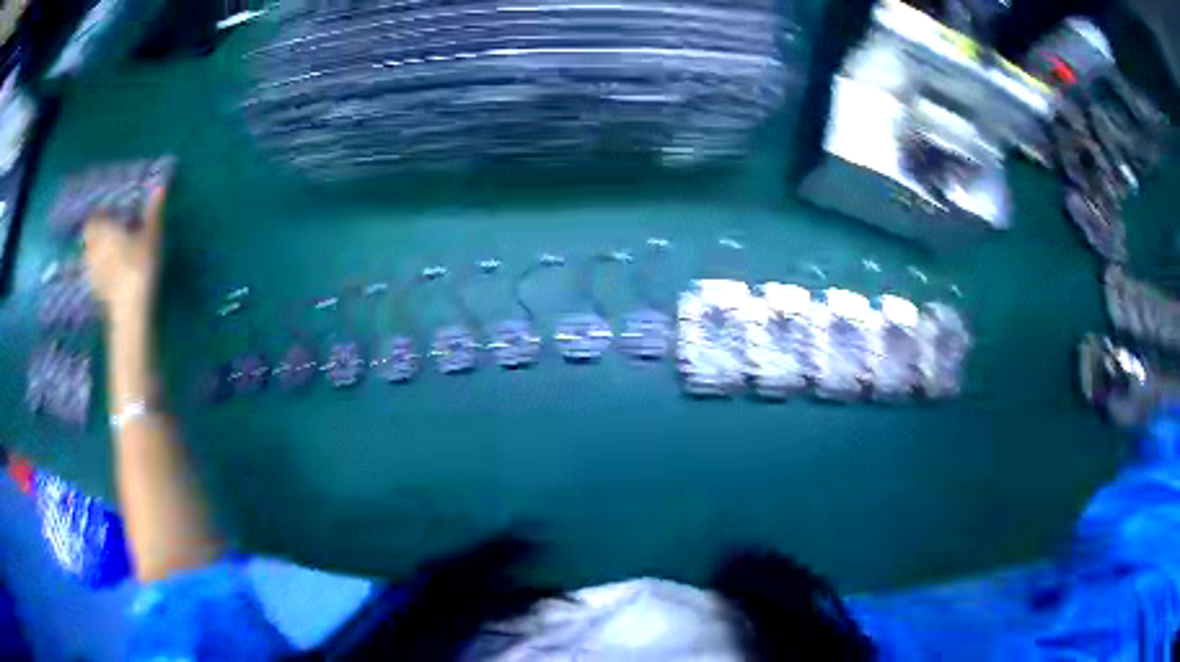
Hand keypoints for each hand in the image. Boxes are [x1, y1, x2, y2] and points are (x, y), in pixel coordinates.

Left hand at [83, 187, 165, 324]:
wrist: (131, 313)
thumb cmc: (139, 265)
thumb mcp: (151, 235)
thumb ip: (153, 212)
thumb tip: (160, 186)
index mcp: (102, 231)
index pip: (93, 219)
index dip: (99, 216)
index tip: (108, 214)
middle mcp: (92, 250)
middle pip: (89, 240)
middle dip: (96, 236)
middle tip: (109, 234)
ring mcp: (92, 276)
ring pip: (91, 259)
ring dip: (98, 256)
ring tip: (110, 256)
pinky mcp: (97, 296)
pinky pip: (96, 279)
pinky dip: (101, 275)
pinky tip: (111, 278)